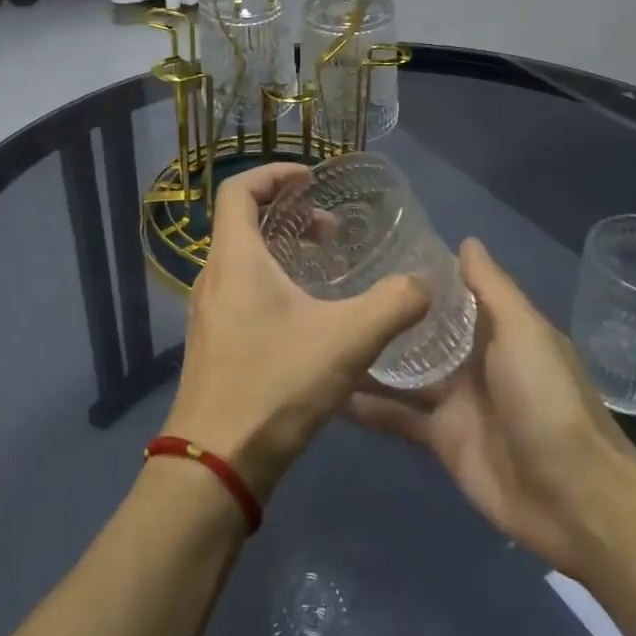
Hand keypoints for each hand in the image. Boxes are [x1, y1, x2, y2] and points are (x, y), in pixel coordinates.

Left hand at [164, 163, 429, 501]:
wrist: (216, 462)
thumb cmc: (276, 385)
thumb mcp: (348, 340)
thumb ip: (394, 304)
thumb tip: (426, 281)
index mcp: (235, 259)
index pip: (238, 190)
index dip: (274, 174)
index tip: (312, 180)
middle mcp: (213, 277)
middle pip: (243, 222)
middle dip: (289, 214)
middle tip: (332, 230)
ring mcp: (208, 312)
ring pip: (243, 259)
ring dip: (282, 250)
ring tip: (326, 267)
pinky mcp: (213, 341)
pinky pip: (241, 290)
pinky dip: (273, 282)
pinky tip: (309, 316)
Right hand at [347, 238, 635, 574]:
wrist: (571, 496)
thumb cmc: (546, 399)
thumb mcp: (523, 331)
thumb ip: (491, 289)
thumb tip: (466, 240)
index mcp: (499, 330)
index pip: (453, 294)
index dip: (419, 277)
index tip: (373, 253)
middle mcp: (475, 361)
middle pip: (424, 333)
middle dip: (387, 317)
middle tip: (332, 292)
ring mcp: (456, 402)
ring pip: (404, 374)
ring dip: (370, 360)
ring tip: (322, 336)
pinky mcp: (441, 440)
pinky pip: (397, 418)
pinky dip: (368, 409)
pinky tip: (330, 393)